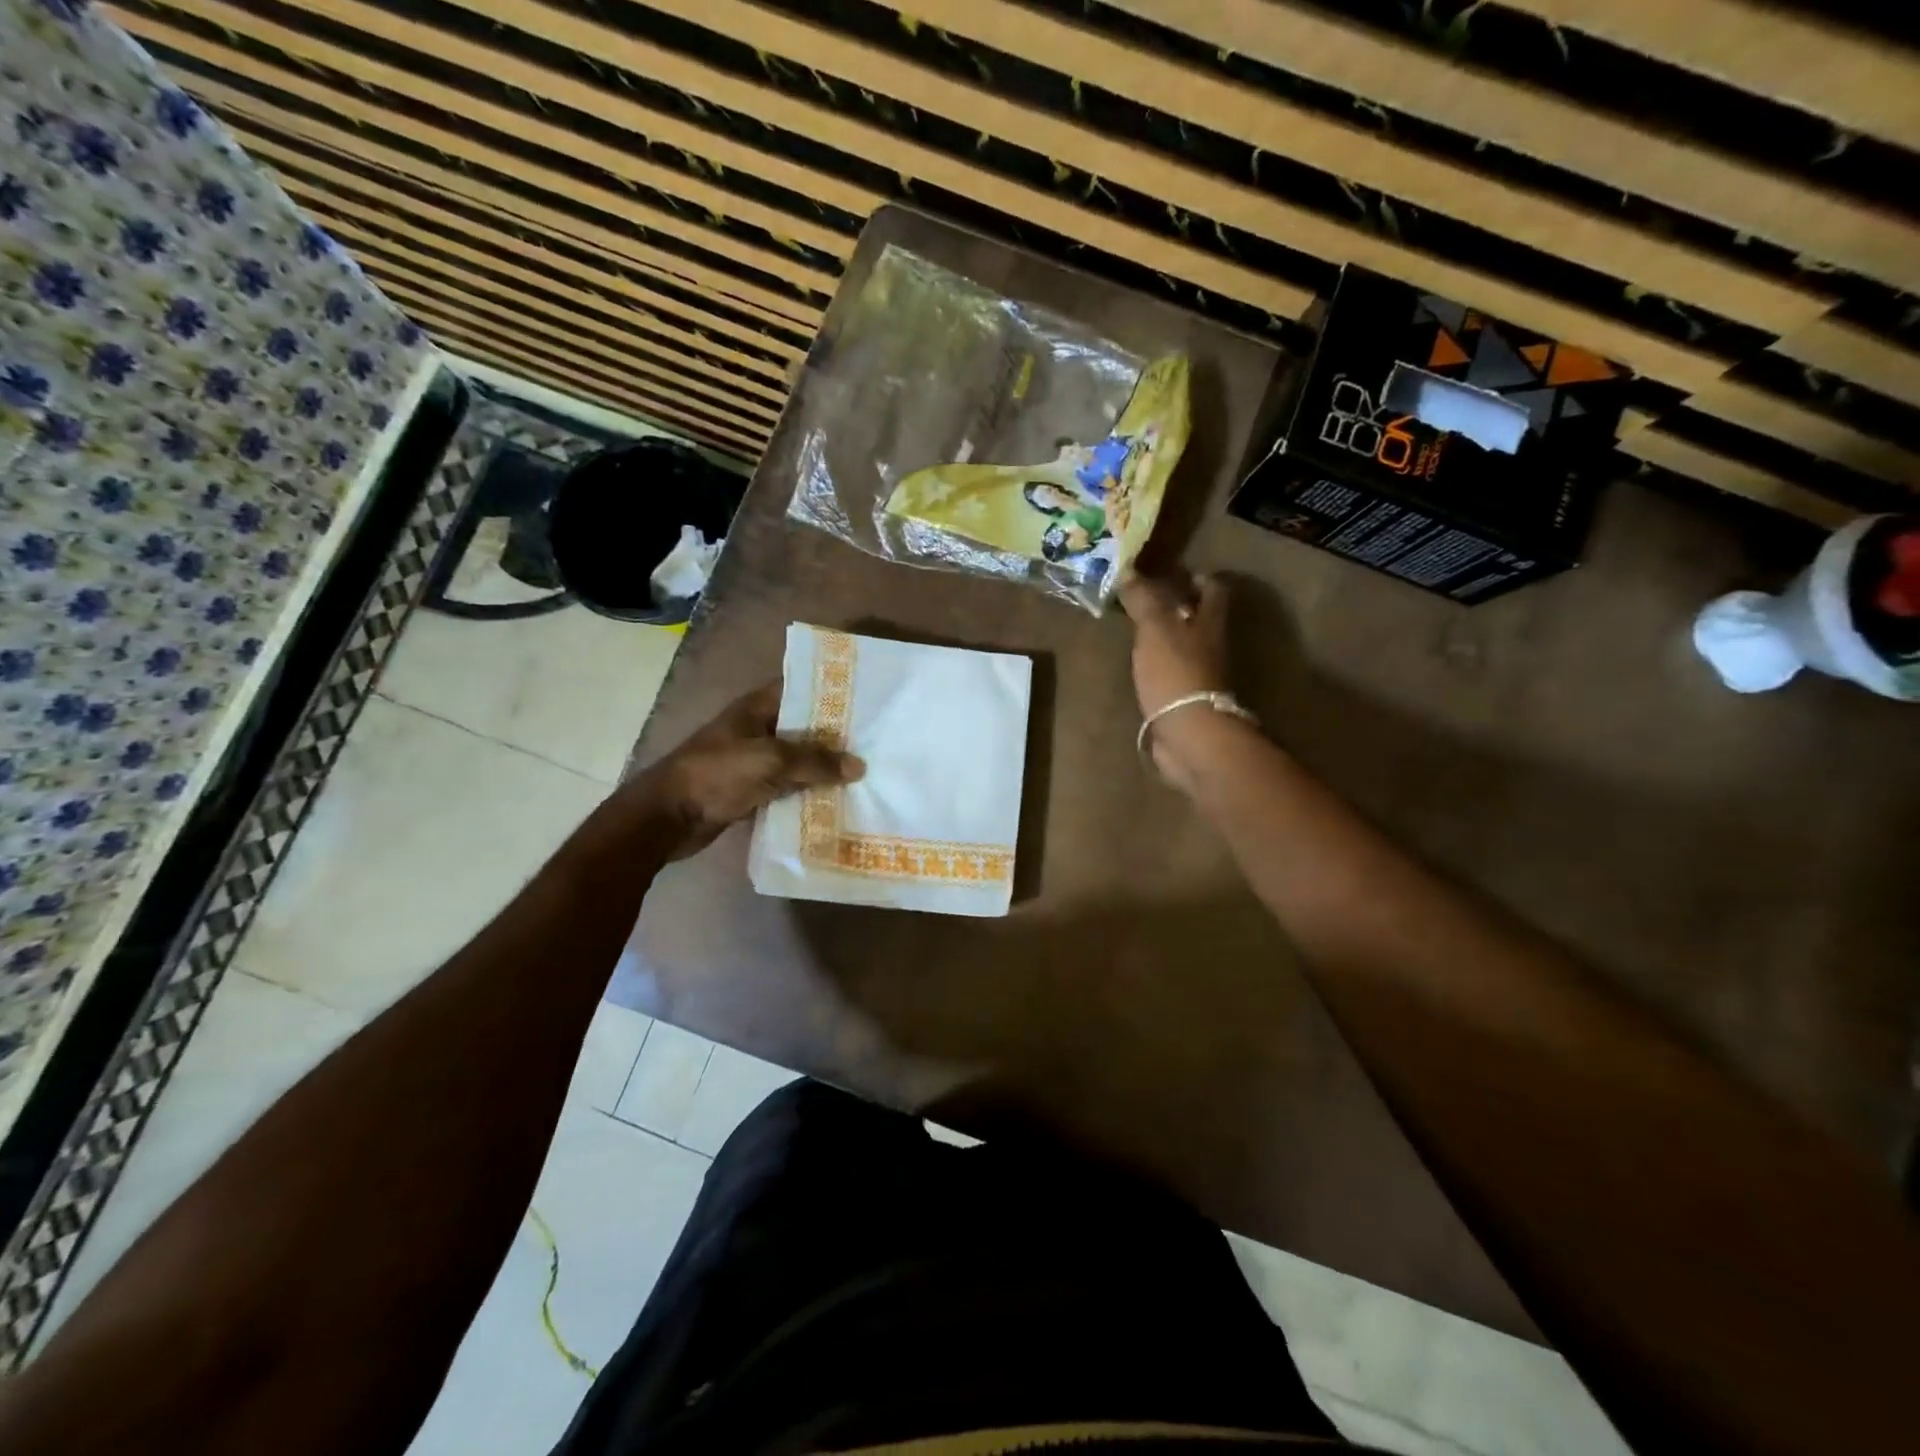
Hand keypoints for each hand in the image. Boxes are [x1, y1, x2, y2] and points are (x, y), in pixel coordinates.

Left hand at [629, 684, 863, 860]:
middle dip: (835, 735)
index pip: (799, 689)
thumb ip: (816, 762)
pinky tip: (837, 800)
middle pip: (803, 727)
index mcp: (756, 708)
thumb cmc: (718, 774)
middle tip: (875, 742)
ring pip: (797, 760)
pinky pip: (787, 787)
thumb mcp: (772, 760)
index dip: (829, 692)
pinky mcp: (751, 790)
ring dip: (823, 768)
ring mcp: (753, 761)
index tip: (865, 700)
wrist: (669, 817)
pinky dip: (807, 793)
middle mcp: (756, 730)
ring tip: (865, 772)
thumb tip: (858, 767)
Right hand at [1118, 569, 1234, 785]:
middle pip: (1200, 617)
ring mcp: (1201, 674)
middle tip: (1144, 599)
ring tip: (1135, 629)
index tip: (1170, 572)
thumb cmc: (1175, 672)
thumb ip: (1143, 599)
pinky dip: (1159, 665)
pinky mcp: (1187, 698)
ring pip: (1185, 645)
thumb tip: (1129, 570)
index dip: (1196, 577)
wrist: (1189, 732)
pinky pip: (1172, 673)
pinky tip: (1138, 665)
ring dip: (1166, 636)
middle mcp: (1212, 644)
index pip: (1213, 589)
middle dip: (1177, 606)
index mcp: (1210, 621)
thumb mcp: (1155, 627)